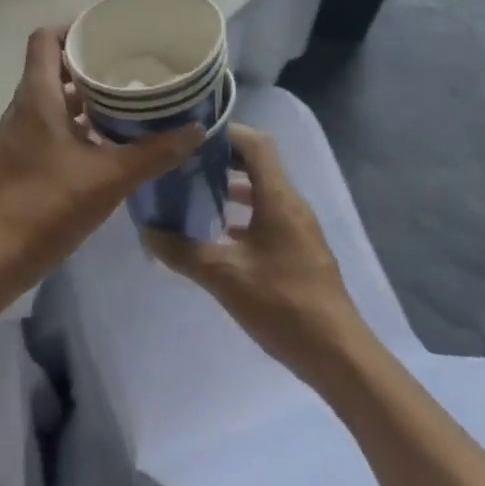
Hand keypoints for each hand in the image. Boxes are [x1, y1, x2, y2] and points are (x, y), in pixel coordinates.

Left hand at [0, 27, 203, 300]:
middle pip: (51, 67)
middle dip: (89, 61)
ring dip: (84, 95)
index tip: (107, 30)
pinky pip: (50, 125)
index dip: (73, 27)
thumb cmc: (46, 207)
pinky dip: (76, 123)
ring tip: (125, 99)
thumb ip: (154, 153)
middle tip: (129, 64)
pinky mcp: (21, 160)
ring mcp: (19, 136)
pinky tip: (106, 142)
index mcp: (37, 98)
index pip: (45, 39)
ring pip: (52, 99)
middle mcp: (23, 109)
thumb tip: (195, 130)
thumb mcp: (109, 178)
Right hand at [143, 123, 366, 380]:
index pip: (256, 144)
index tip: (191, 137)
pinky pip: (266, 216)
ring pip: (262, 192)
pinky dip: (242, 215)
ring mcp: (297, 228)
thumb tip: (148, 231)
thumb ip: (183, 251)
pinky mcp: (298, 250)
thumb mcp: (224, 276)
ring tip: (194, 195)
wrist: (336, 353)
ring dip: (230, 188)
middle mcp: (291, 204)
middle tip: (185, 164)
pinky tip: (217, 235)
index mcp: (279, 198)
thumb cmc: (282, 304)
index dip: (226, 132)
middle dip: (223, 160)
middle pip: (258, 164)